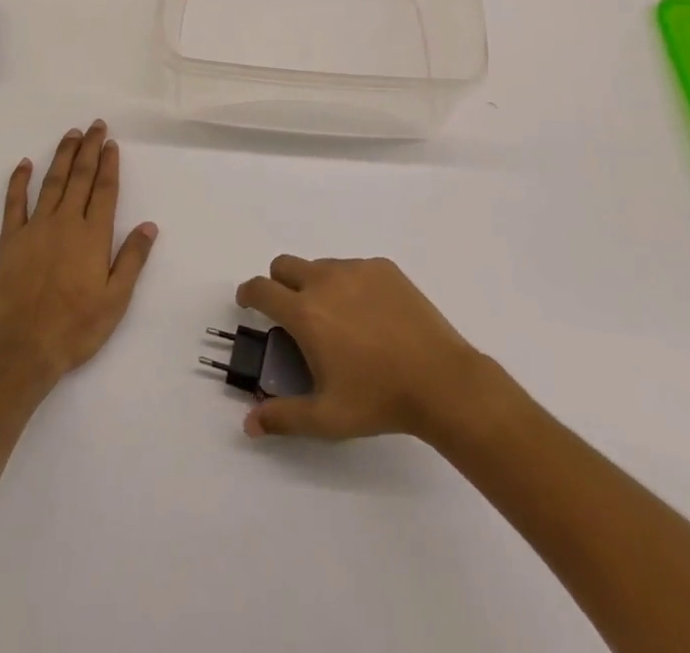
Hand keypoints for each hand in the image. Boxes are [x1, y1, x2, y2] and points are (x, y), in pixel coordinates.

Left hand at [0, 120, 157, 384]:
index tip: (112, 143)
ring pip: (52, 182)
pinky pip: (14, 203)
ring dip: (63, 156)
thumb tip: (149, 226)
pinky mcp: (10, 240)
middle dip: (90, 149)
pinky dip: (19, 181)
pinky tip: (24, 163)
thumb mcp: (116, 300)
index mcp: (93, 236)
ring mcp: (36, 228)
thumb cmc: (76, 327)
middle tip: (95, 125)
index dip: (109, 164)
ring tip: (71, 135)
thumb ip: (132, 259)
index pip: (105, 190)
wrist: (24, 347)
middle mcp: (66, 222)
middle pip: (80, 177)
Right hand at [235, 255, 488, 441]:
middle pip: (284, 265)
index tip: (249, 302)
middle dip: (279, 284)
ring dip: (316, 285)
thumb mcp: (327, 418)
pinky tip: (371, 316)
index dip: (248, 293)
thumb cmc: (378, 399)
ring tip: (339, 321)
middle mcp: (325, 280)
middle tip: (293, 313)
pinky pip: (354, 268)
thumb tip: (249, 424)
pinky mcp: (383, 267)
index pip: (261, 289)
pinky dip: (350, 285)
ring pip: (321, 266)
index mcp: (305, 312)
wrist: (441, 380)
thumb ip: (283, 417)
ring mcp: (356, 269)